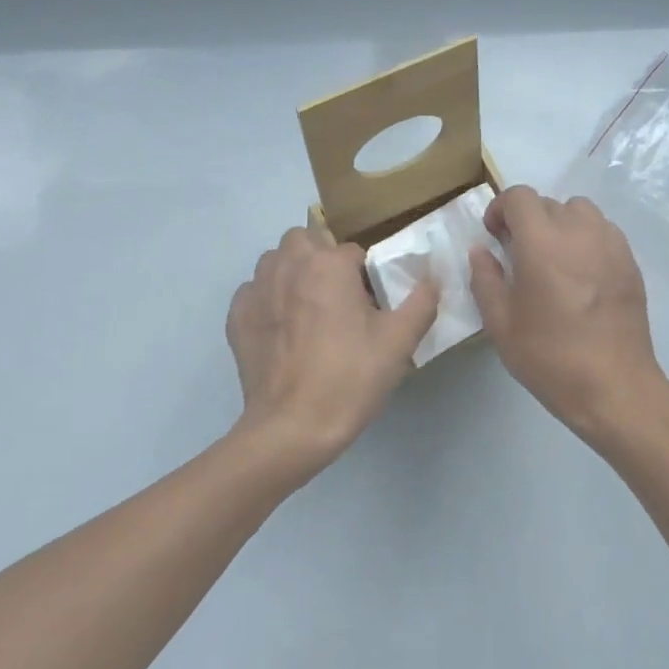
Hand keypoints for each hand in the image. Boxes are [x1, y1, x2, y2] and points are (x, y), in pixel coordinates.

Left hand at [225, 226, 438, 481]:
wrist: (292, 427)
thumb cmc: (350, 378)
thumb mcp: (399, 342)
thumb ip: (421, 302)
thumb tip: (431, 279)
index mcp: (327, 264)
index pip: (352, 251)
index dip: (365, 276)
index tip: (369, 307)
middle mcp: (287, 265)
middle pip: (305, 241)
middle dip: (320, 259)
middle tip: (336, 298)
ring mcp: (256, 289)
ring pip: (275, 262)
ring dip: (291, 274)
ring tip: (307, 312)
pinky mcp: (237, 316)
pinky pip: (254, 292)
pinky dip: (267, 301)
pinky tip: (282, 332)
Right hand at [469, 186, 668, 443]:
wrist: (613, 387)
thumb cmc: (549, 357)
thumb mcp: (501, 323)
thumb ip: (485, 279)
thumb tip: (481, 251)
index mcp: (542, 243)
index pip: (520, 197)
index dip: (501, 209)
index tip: (494, 236)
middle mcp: (579, 232)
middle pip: (548, 203)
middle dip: (527, 219)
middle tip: (518, 253)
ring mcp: (611, 245)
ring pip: (581, 211)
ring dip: (560, 224)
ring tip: (553, 258)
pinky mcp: (630, 262)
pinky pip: (603, 231)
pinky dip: (586, 238)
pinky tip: (580, 274)